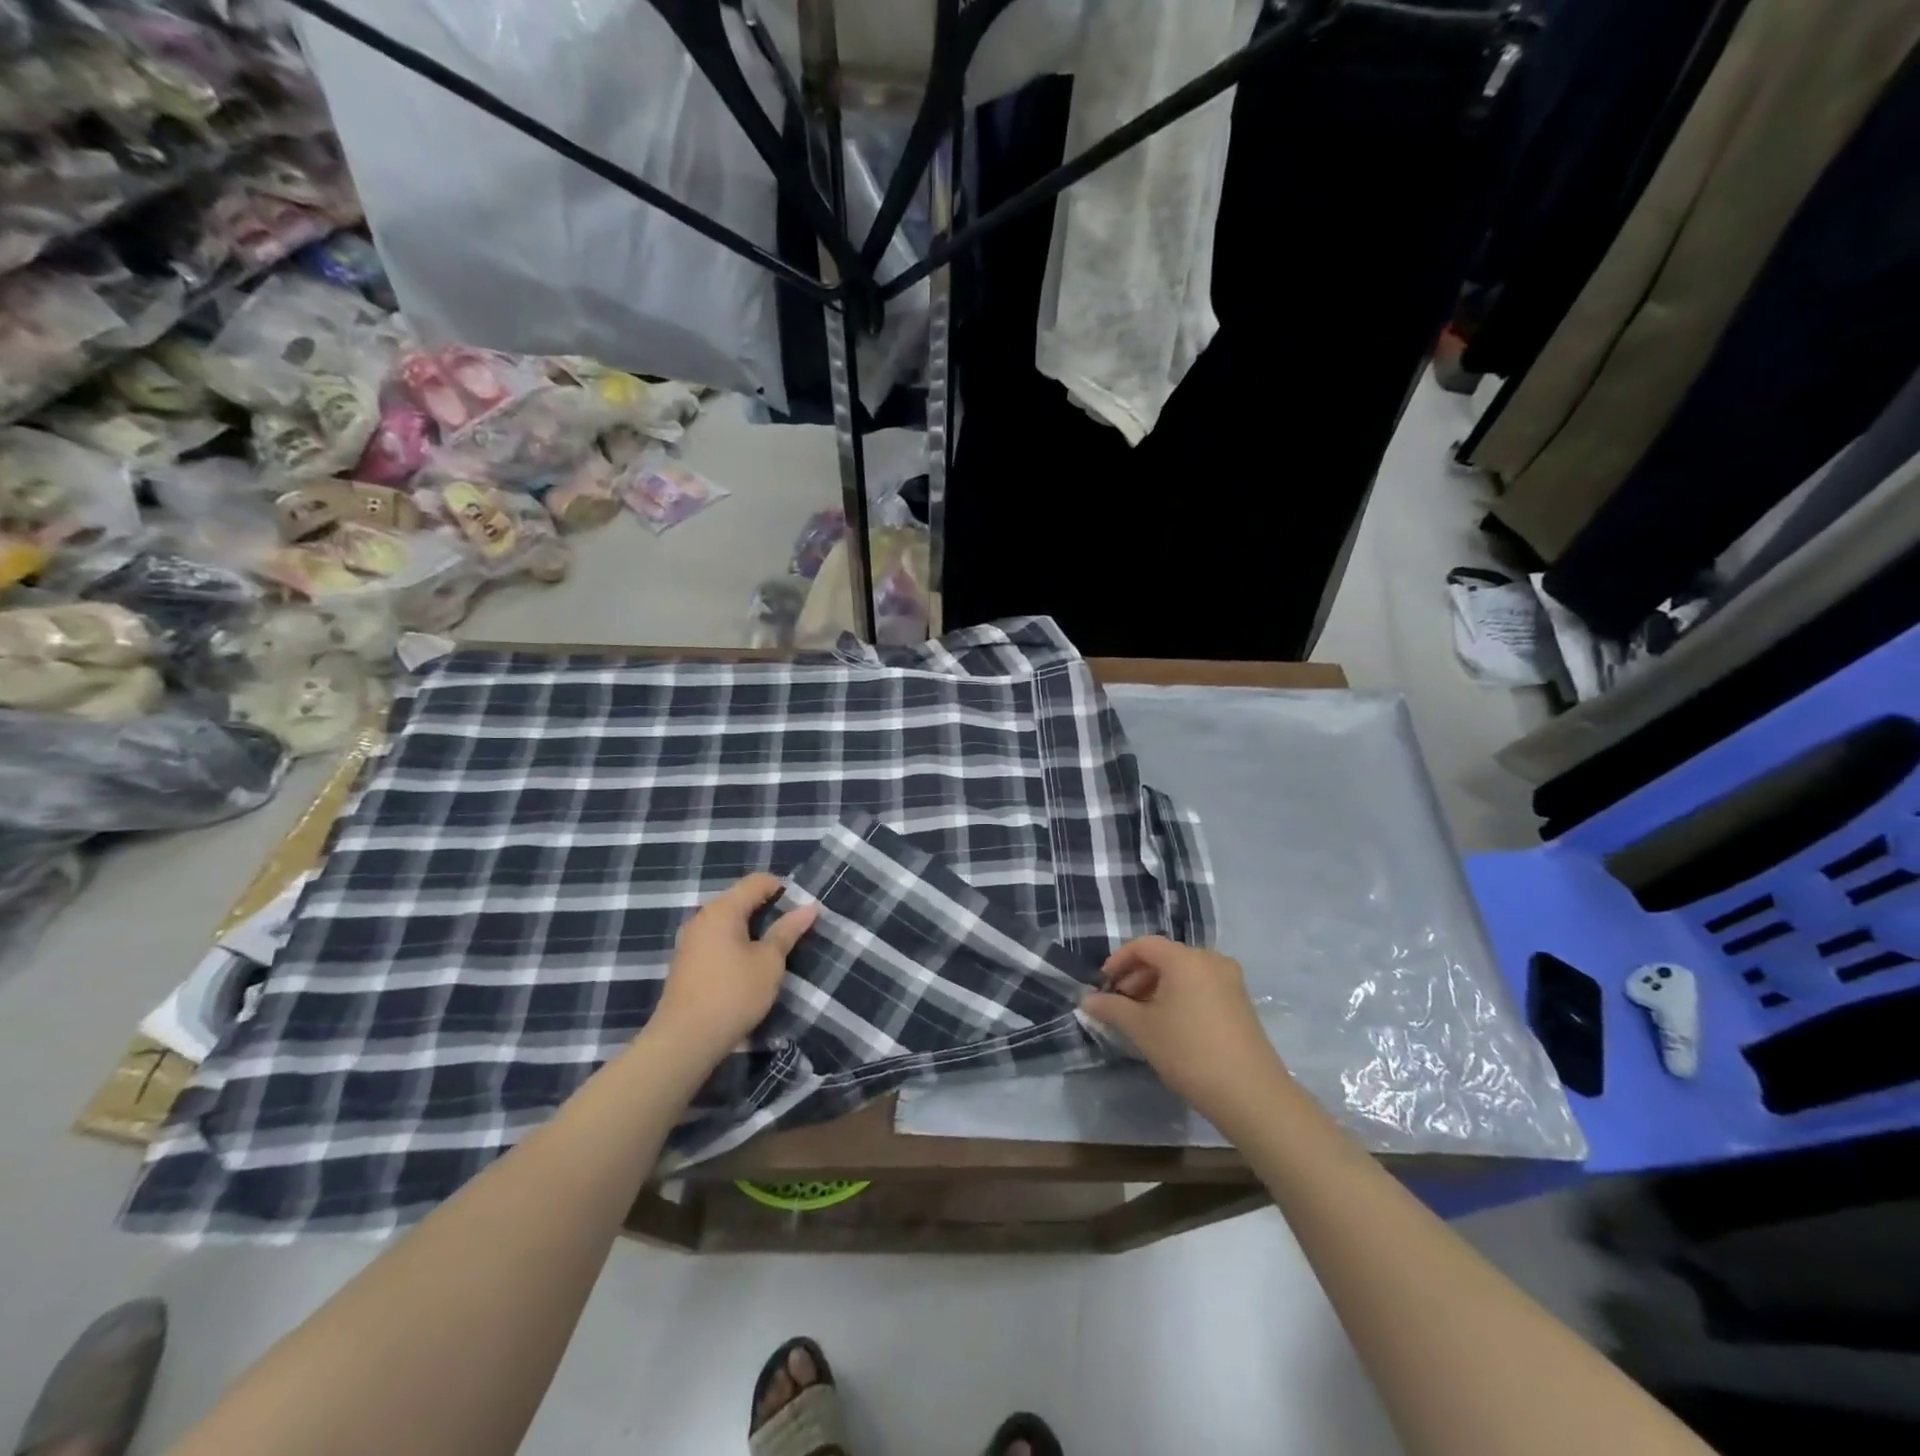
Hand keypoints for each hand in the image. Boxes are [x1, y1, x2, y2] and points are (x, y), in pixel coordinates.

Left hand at [649, 875, 816, 1073]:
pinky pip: (716, 940)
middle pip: (740, 899)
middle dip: (768, 910)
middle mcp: (703, 917)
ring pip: (728, 922)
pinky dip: (735, 945)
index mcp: (723, 909)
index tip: (801, 910)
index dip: (782, 889)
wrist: (684, 1041)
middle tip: (792, 931)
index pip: (757, 881)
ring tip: (773, 951)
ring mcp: (690, 941)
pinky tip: (747, 967)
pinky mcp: (686, 963)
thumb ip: (787, 931)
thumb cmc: (733, 994)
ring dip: (751, 930)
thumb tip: (809, 907)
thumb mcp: (769, 962)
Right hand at [1083, 936, 1289, 1129]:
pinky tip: (1170, 1025)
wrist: (1250, 1094)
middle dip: (1137, 977)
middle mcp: (1210, 960)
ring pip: (1183, 973)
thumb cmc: (1188, 1051)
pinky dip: (1180, 997)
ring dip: (1157, 988)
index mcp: (1185, 958)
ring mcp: (1230, 980)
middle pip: (1165, 957)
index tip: (1103, 985)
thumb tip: (1087, 1000)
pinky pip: (1201, 987)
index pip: (1143, 945)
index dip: (1118, 961)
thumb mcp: (1142, 1029)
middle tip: (1120, 1004)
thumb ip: (1111, 1008)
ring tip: (1142, 1018)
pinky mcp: (1241, 1002)